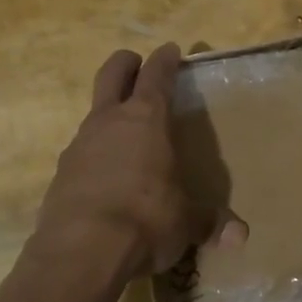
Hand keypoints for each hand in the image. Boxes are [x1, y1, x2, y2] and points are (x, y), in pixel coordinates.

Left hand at [34, 43, 219, 276]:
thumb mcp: (185, 223)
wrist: (80, 251)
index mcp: (146, 120)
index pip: (156, 76)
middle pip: (112, 74)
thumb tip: (240, 235)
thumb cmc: (145, 220)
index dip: (165, 60)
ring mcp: (79, 145)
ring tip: (127, 135)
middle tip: (136, 64)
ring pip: (94, 114)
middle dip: (126, 64)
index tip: (170, 50)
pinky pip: (82, 152)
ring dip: (109, 114)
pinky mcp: (61, 174)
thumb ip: (209, 223)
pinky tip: (106, 179)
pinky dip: (96, 155)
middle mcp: (109, 123)